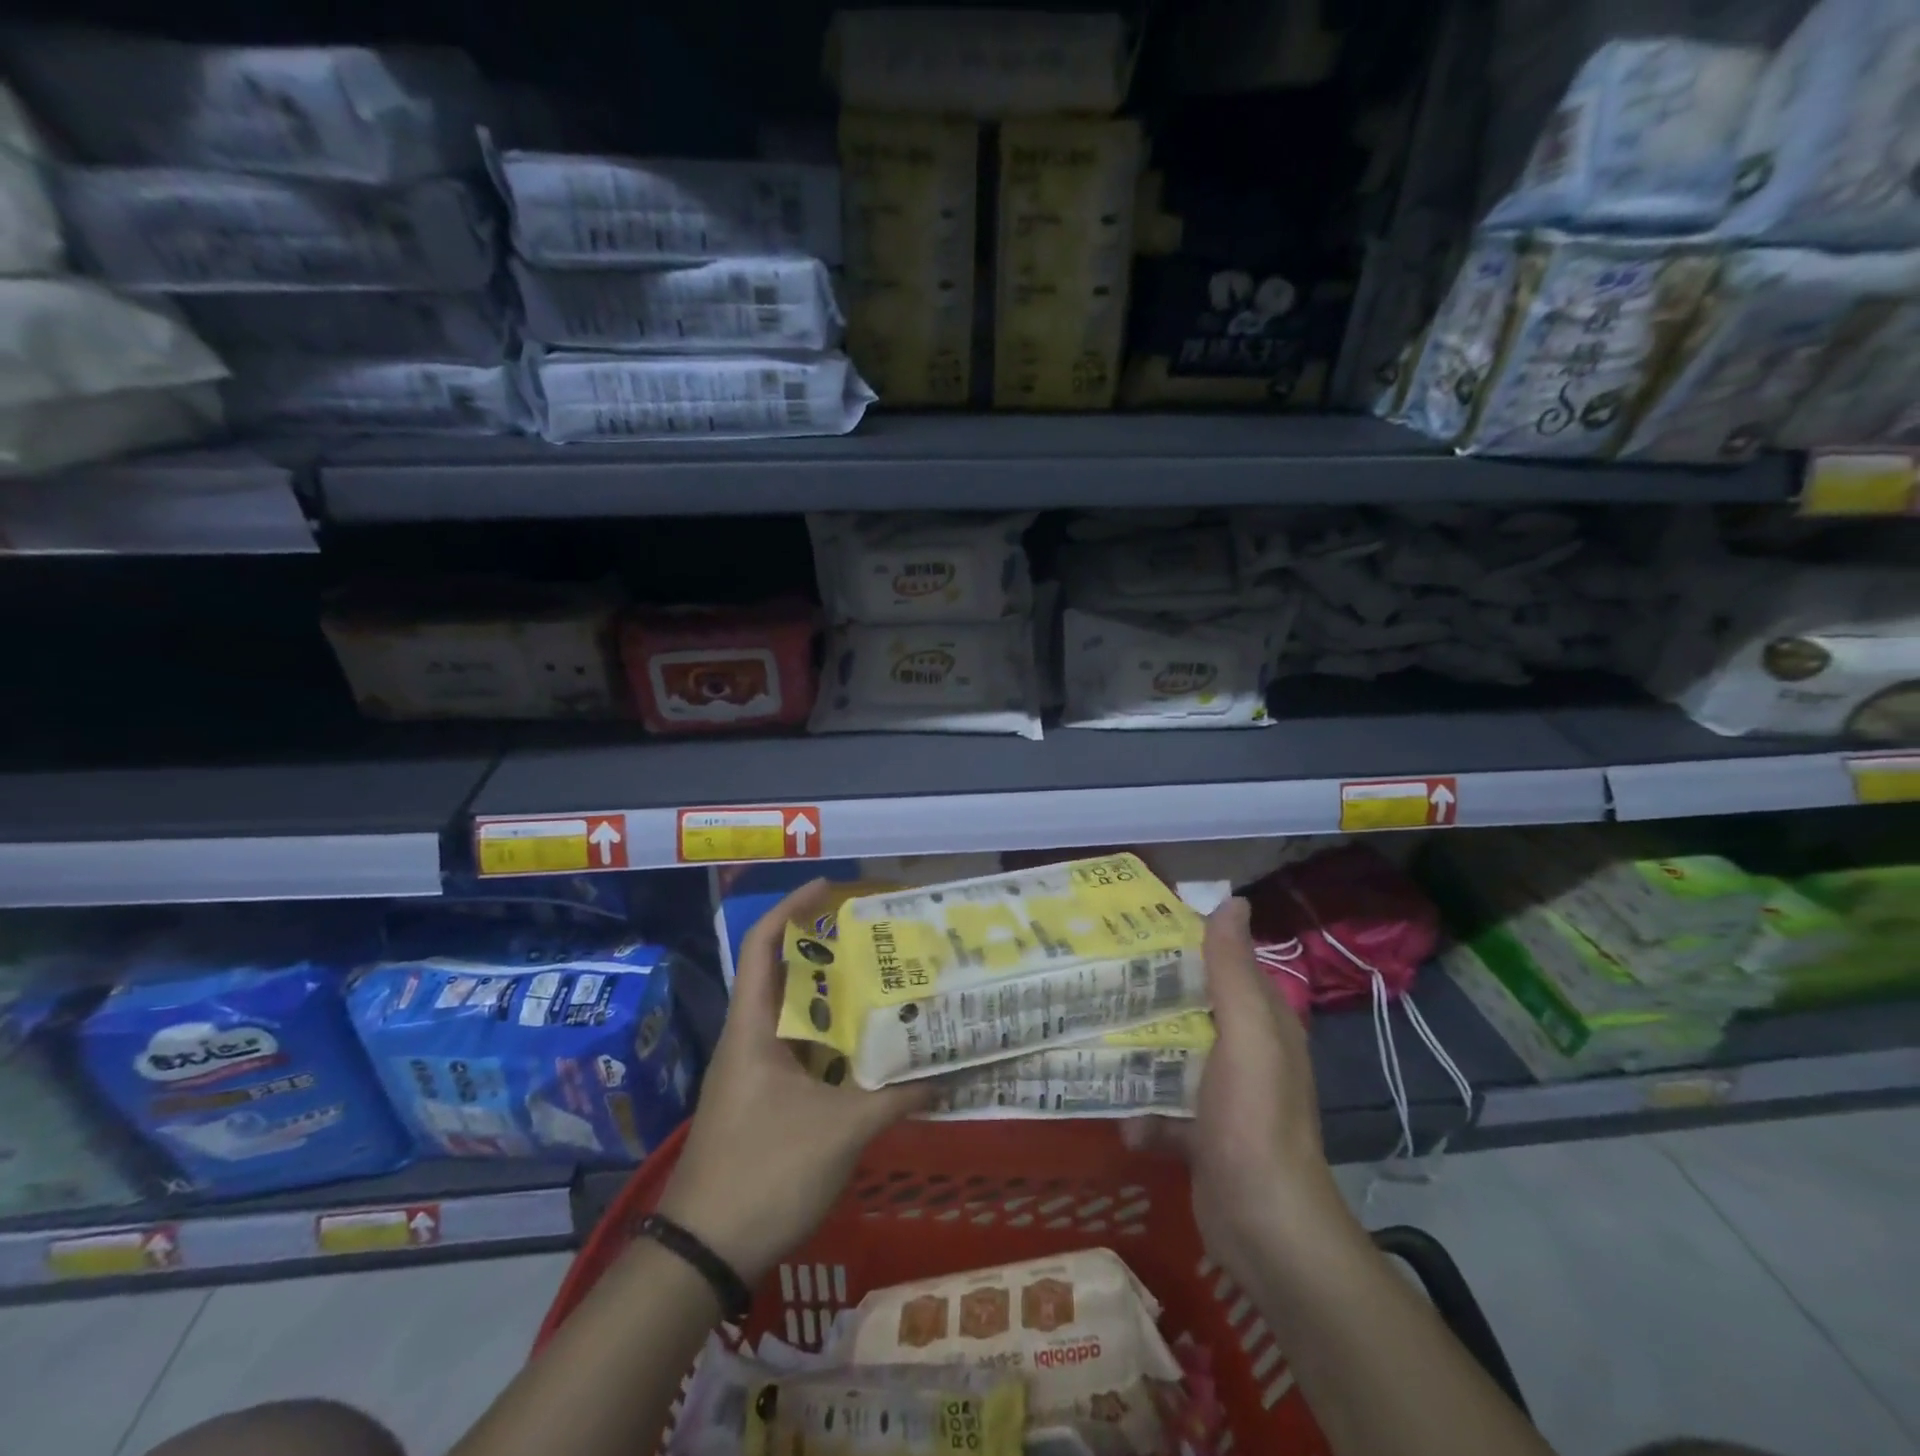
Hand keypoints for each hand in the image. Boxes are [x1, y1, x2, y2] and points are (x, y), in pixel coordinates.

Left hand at [656, 880, 930, 1282]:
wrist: (701, 1256)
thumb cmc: (762, 1175)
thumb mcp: (838, 1132)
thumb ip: (894, 1098)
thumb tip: (948, 1073)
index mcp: (752, 1028)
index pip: (763, 945)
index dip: (792, 907)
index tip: (832, 888)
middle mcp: (749, 1040)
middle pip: (785, 975)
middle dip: (828, 951)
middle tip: (878, 938)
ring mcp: (753, 1073)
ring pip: (796, 1017)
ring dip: (833, 1000)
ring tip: (882, 984)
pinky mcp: (762, 1102)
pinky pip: (801, 1053)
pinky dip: (832, 1042)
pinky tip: (867, 1050)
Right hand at [1124, 897, 1351, 1282]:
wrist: (1263, 1228)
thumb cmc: (1254, 1122)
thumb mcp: (1246, 1037)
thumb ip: (1234, 973)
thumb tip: (1232, 901)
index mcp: (1261, 1021)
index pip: (1222, 963)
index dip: (1184, 940)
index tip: (1132, 925)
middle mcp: (1244, 1051)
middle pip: (1189, 1006)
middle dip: (1149, 992)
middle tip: (1095, 973)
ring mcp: (1222, 1095)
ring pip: (1171, 1053)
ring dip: (1137, 1049)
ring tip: (1088, 1030)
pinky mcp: (1200, 1133)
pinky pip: (1162, 1105)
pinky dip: (1141, 1109)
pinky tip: (1118, 1115)